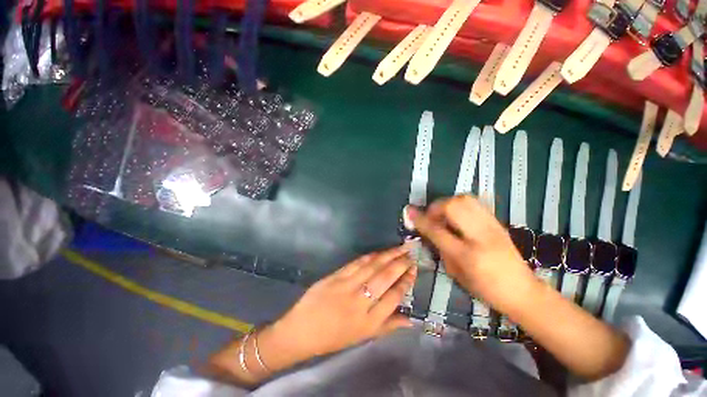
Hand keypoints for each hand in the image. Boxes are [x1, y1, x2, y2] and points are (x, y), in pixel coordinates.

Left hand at [261, 246, 415, 361]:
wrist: (301, 331)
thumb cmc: (334, 338)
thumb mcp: (362, 337)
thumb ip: (387, 327)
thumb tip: (411, 320)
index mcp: (369, 321)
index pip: (394, 296)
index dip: (406, 281)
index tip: (413, 269)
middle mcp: (360, 302)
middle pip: (385, 277)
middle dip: (400, 263)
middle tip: (411, 253)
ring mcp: (346, 286)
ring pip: (372, 267)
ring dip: (388, 255)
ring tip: (400, 247)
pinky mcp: (335, 276)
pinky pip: (356, 263)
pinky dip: (370, 256)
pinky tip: (379, 252)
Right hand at [408, 195, 538, 312]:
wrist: (523, 291)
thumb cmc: (485, 288)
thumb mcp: (456, 273)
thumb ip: (440, 248)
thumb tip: (427, 229)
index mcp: (468, 255)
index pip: (437, 230)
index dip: (420, 219)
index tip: (409, 211)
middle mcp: (481, 236)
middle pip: (453, 206)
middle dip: (436, 207)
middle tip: (431, 216)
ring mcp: (492, 226)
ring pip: (465, 199)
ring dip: (448, 203)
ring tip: (443, 214)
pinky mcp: (497, 222)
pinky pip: (474, 203)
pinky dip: (459, 204)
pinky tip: (457, 215)